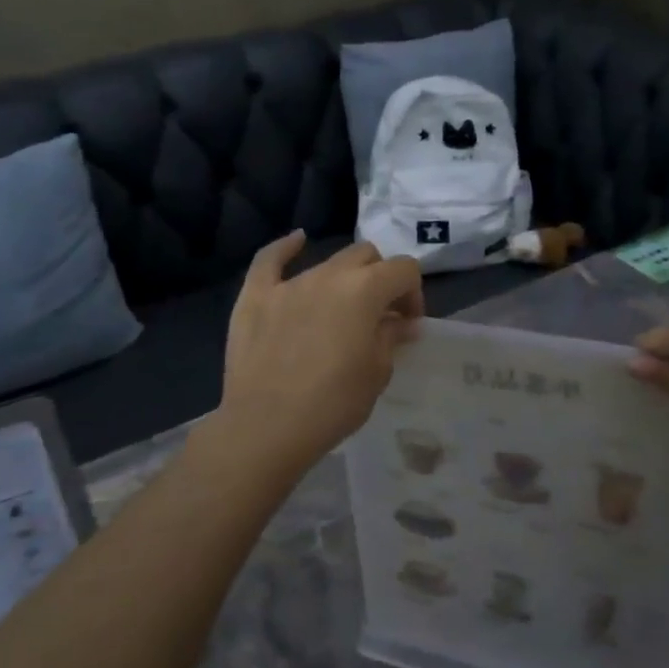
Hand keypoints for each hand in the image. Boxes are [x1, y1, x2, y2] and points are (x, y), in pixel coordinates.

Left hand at [217, 232, 423, 477]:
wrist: (267, 427)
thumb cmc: (333, 404)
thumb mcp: (377, 373)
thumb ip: (390, 337)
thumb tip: (400, 323)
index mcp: (365, 290)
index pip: (404, 269)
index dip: (413, 293)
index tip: (408, 323)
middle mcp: (328, 275)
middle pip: (366, 256)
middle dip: (380, 279)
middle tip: (379, 316)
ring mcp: (289, 283)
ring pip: (326, 263)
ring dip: (342, 280)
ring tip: (340, 311)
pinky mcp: (255, 296)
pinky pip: (270, 260)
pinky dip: (286, 248)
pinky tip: (297, 240)